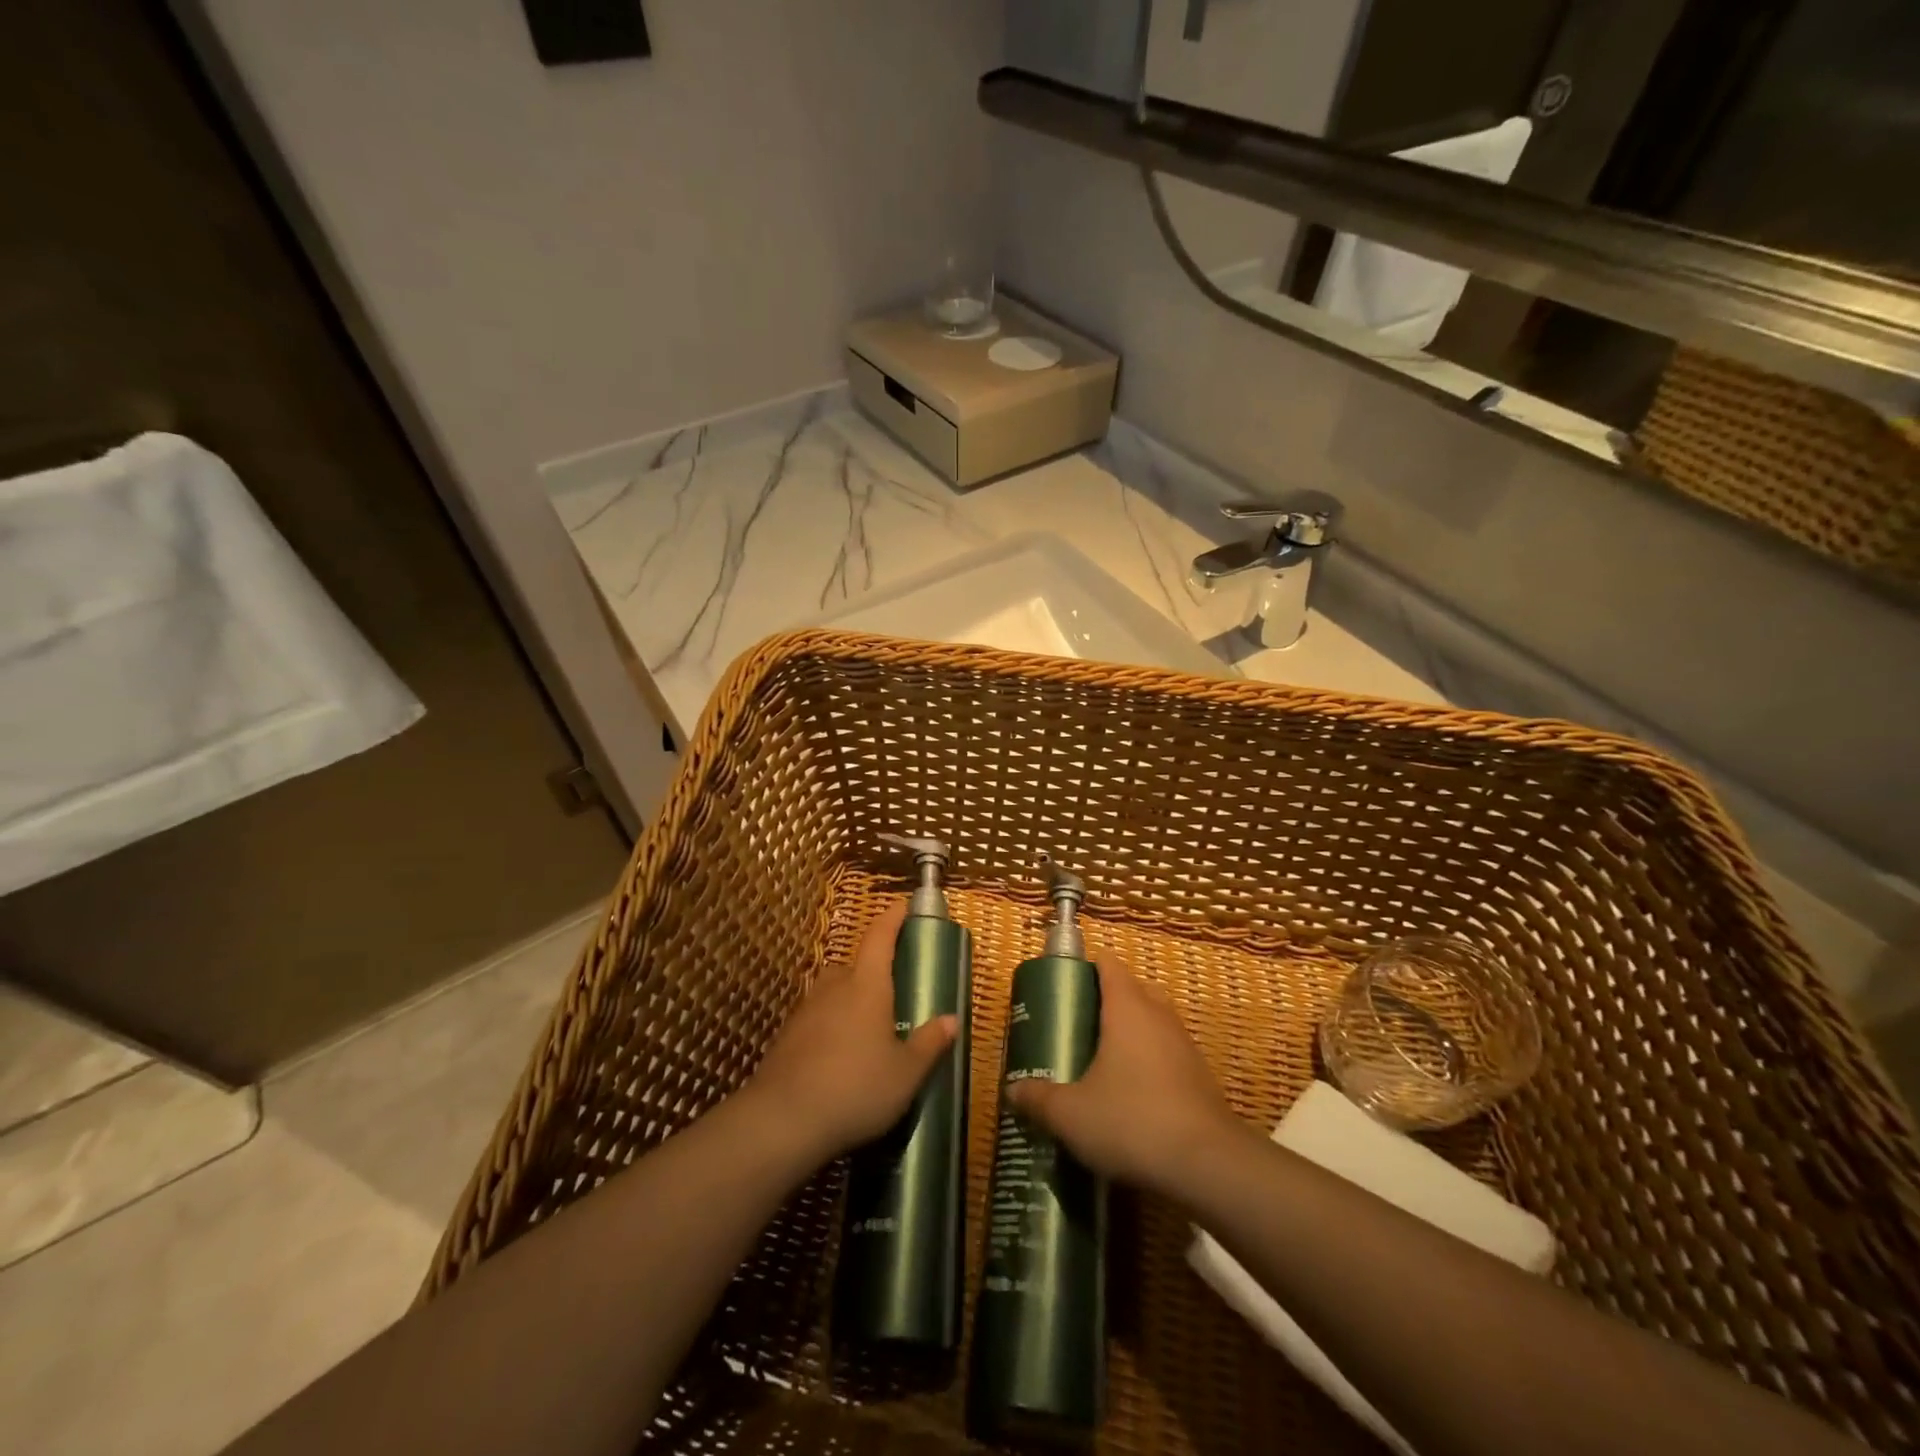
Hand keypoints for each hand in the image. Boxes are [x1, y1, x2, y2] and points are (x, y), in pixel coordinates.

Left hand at [746, 900, 956, 1163]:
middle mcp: (834, 988)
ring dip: (849, 1000)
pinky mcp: (786, 1037)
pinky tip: (838, 1057)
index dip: (892, 917)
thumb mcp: (906, 1073)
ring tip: (866, 1030)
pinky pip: (816, 1019)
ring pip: (832, 992)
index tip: (904, 905)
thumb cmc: (856, 1088)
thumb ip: (929, 1044)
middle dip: (871, 971)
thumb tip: (951, 1020)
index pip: (880, 936)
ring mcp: (805, 1011)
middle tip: (891, 992)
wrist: (782, 1121)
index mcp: (867, 985)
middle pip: (854, 965)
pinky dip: (829, 1027)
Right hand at [1008, 957, 1241, 1196]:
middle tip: (1081, 1022)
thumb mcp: (1071, 1114)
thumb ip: (1039, 1099)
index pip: (1109, 964)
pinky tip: (1134, 1093)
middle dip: (1110, 998)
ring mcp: (1185, 1045)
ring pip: (1156, 1020)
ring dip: (1134, 1030)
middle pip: (1135, 988)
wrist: (1209, 1165)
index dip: (1087, 966)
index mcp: (1127, 1007)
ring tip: (1104, 1059)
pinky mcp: (1201, 1077)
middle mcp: (1159, 1015)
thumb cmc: (1132, 1120)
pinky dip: (1152, 1061)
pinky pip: (1170, 1052)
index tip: (1065, 983)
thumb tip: (1012, 1090)